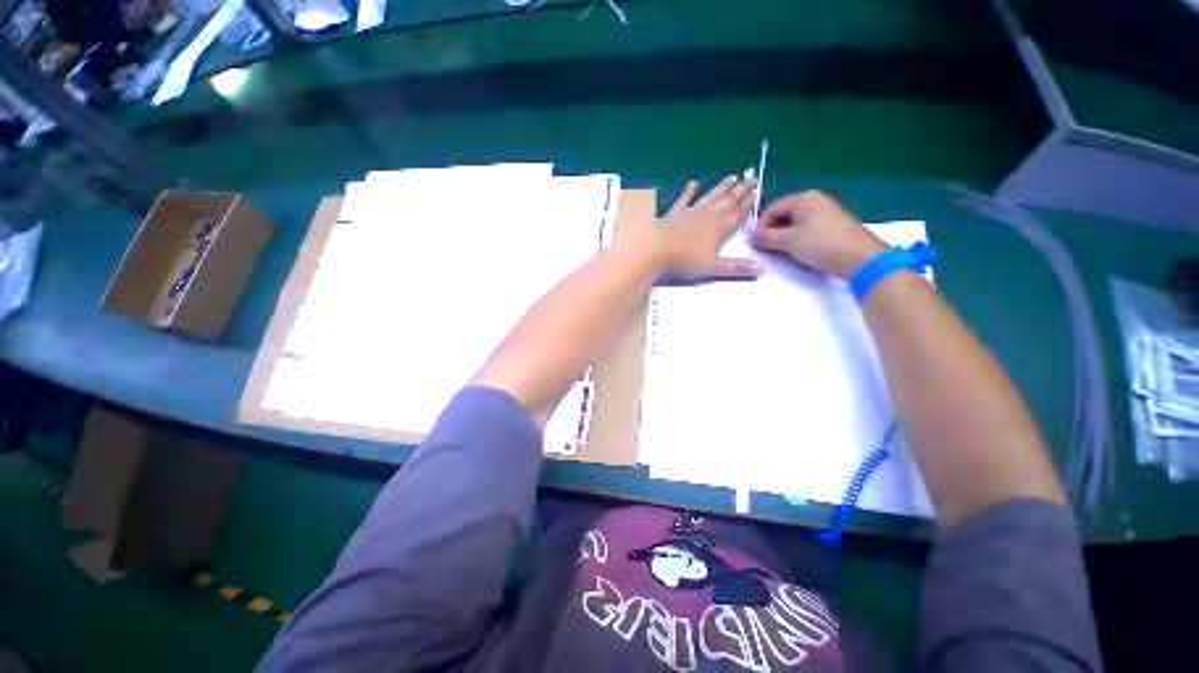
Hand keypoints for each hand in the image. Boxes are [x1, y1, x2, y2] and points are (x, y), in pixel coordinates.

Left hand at [644, 176, 761, 278]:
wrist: (657, 249)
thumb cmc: (686, 260)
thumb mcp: (713, 268)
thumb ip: (736, 268)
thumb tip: (761, 269)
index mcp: (721, 228)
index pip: (739, 212)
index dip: (749, 201)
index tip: (757, 190)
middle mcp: (709, 215)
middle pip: (728, 200)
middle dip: (740, 189)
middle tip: (751, 177)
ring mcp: (691, 212)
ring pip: (710, 196)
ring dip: (721, 187)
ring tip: (732, 177)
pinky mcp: (675, 213)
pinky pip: (684, 199)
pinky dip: (689, 191)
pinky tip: (693, 183)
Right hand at [750, 190, 886, 279]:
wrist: (859, 258)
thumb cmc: (820, 244)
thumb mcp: (787, 242)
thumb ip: (766, 237)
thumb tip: (752, 236)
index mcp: (803, 199)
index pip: (772, 208)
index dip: (761, 225)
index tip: (756, 242)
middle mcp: (815, 200)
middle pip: (784, 213)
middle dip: (773, 231)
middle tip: (767, 248)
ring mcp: (826, 212)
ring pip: (796, 222)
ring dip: (785, 236)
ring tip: (782, 251)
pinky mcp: (833, 225)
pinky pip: (808, 228)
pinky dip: (798, 238)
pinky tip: (799, 251)